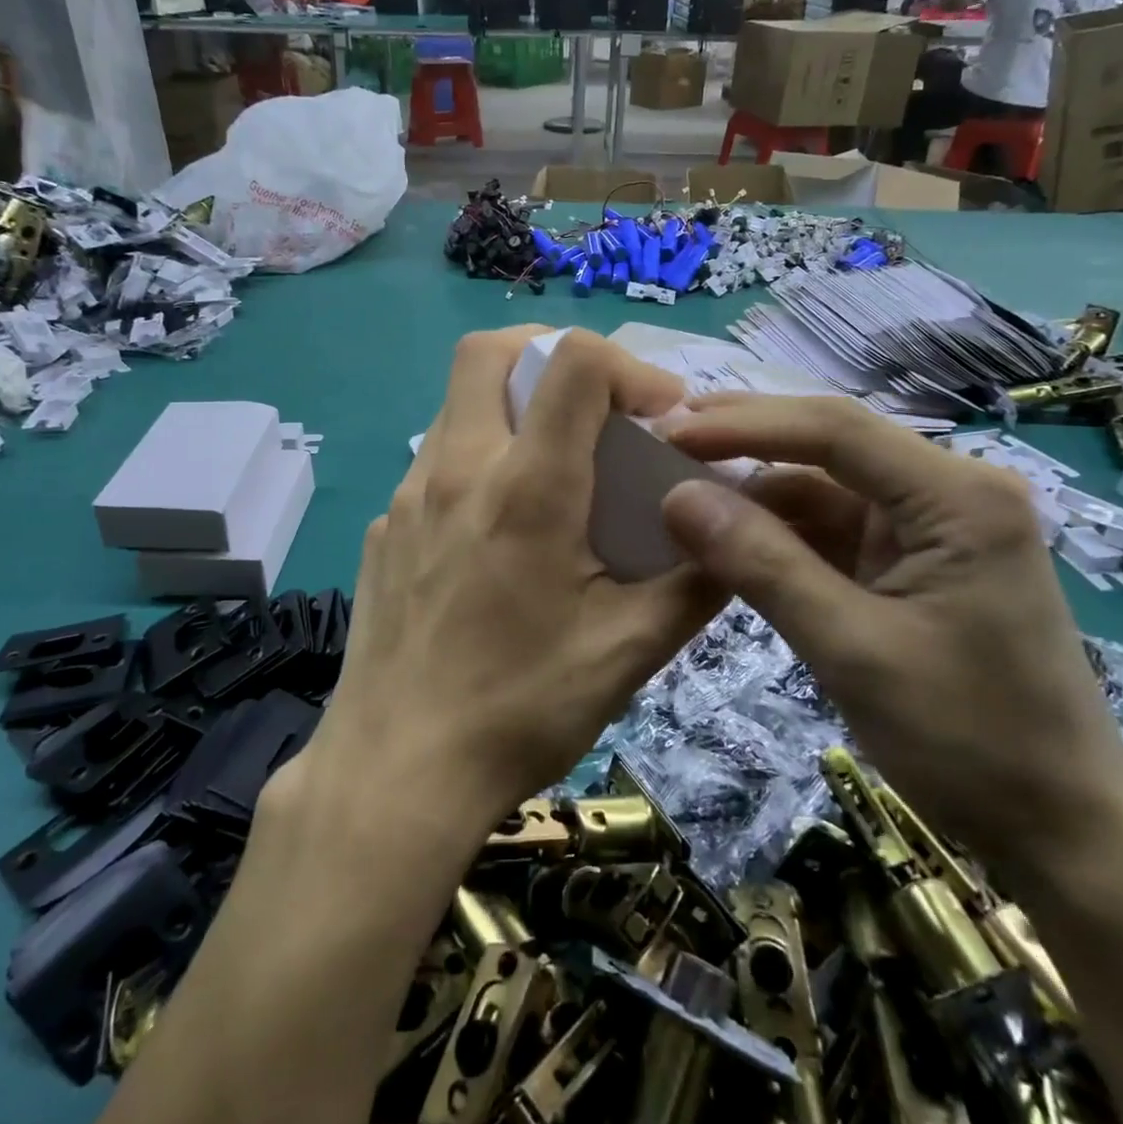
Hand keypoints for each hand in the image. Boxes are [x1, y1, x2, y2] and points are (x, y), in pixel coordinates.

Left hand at [300, 328, 728, 837]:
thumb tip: (739, 533)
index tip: (657, 415)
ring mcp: (408, 496)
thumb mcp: (629, 651)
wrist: (397, 772)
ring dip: (512, 408)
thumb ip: (695, 582)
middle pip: (489, 351)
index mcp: (527, 487)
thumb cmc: (520, 709)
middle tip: (594, 404)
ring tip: (555, 468)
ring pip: (458, 404)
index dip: (627, 365)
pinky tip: (499, 531)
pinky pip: (435, 462)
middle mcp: (457, 469)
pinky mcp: (384, 528)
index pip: (572, 362)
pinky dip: (479, 461)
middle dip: (549, 353)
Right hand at [659, 394, 1122, 882]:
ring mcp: (930, 525)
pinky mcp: (912, 559)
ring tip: (678, 490)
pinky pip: (830, 528)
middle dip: (744, 440)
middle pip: (829, 444)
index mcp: (957, 496)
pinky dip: (775, 532)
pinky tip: (724, 537)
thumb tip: (676, 497)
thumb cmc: (968, 741)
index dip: (743, 425)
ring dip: (752, 491)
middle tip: (662, 438)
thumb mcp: (851, 650)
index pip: (834, 430)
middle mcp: (949, 491)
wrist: (1061, 830)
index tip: (669, 433)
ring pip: (822, 485)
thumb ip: (762, 565)